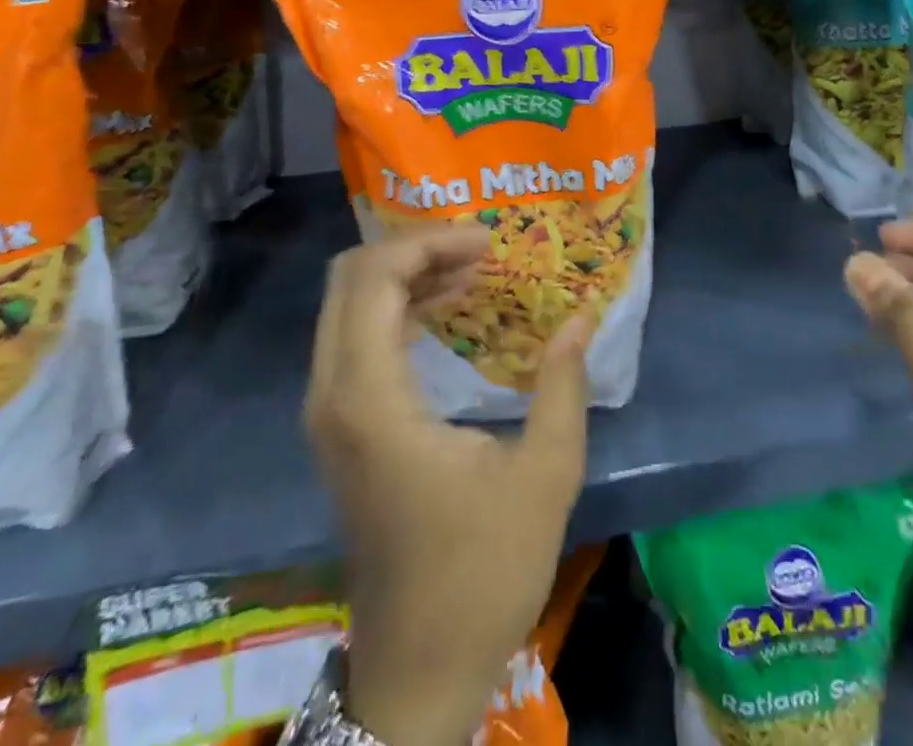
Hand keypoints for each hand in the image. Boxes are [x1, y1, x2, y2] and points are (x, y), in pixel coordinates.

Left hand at [305, 228, 595, 745]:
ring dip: (407, 274)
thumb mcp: (544, 475)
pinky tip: (450, 309)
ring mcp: (329, 414)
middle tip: (481, 249)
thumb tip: (582, 314)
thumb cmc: (482, 573)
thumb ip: (563, 384)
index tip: (489, 242)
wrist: (417, 671)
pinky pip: (356, 337)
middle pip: (350, 279)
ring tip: (474, 268)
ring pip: (348, 305)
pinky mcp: (341, 429)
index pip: (374, 279)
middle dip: (414, 248)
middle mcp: (333, 395)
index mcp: (371, 401)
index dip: (429, 242)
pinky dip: (398, 307)